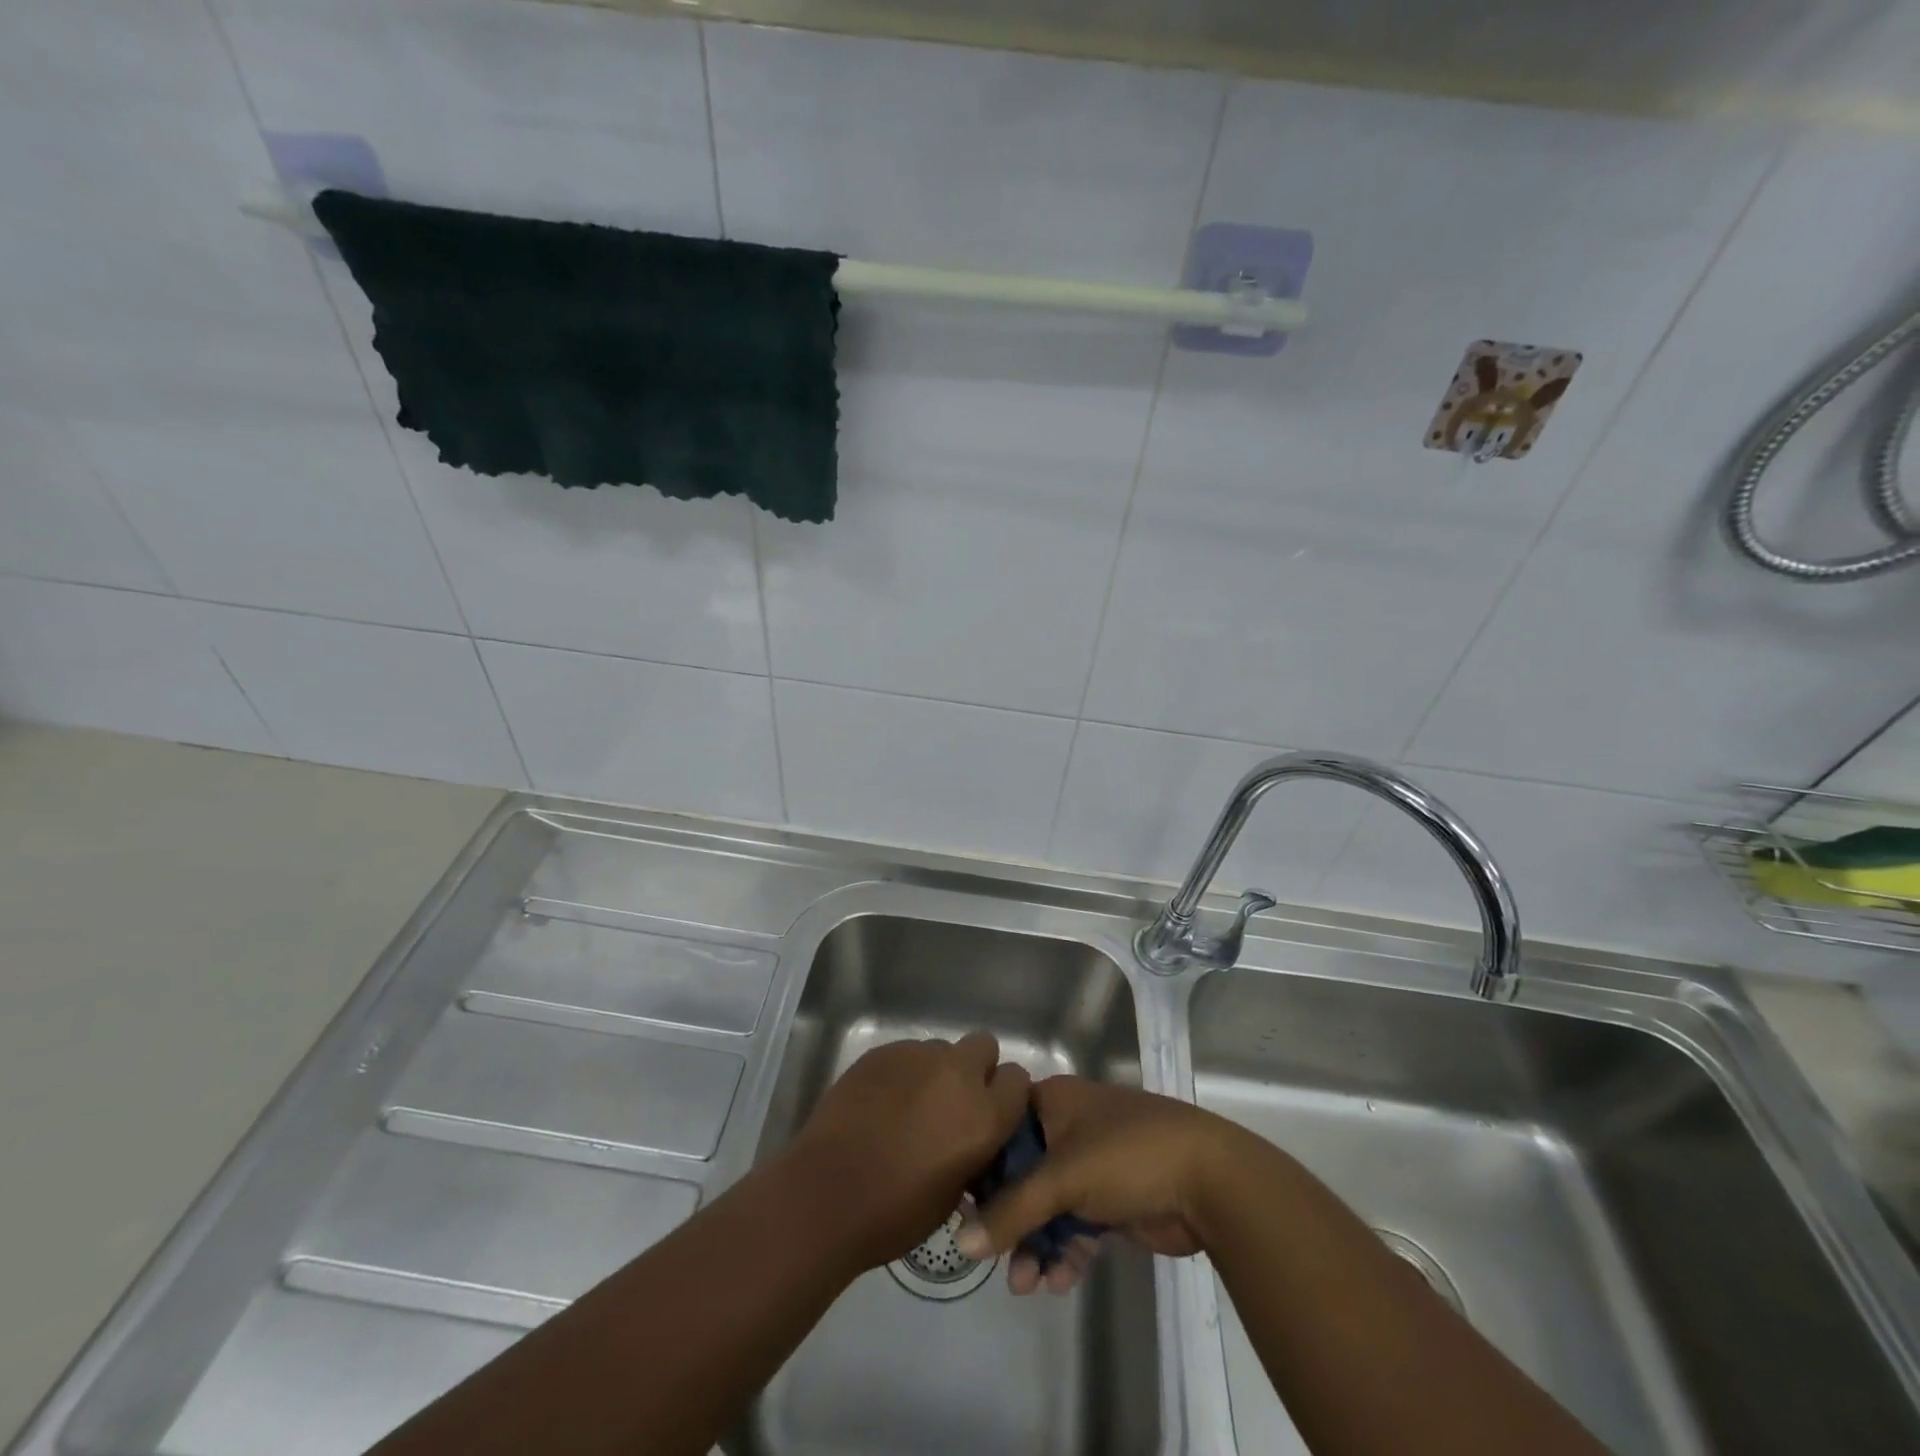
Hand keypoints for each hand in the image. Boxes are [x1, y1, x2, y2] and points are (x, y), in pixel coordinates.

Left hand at [786, 1031, 1030, 1271]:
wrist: (827, 1194)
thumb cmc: (895, 1213)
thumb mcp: (954, 1194)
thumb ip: (974, 1153)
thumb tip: (972, 1139)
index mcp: (984, 1114)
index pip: (1017, 1079)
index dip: (1004, 1095)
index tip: (990, 1113)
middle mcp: (957, 1074)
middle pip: (983, 1046)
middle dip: (975, 1068)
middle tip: (953, 1102)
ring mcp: (917, 1056)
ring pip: (942, 1048)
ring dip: (936, 1071)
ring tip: (910, 1105)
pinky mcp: (882, 1052)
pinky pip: (906, 1053)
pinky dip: (902, 1073)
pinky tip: (881, 1102)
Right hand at [956, 1076, 1245, 1294]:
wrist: (1209, 1180)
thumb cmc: (1126, 1155)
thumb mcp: (1062, 1178)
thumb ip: (1012, 1210)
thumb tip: (961, 1244)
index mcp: (1053, 1101)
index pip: (1002, 1125)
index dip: (980, 1162)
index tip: (959, 1201)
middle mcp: (1068, 1127)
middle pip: (1022, 1172)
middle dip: (1008, 1217)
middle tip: (992, 1256)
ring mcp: (1092, 1165)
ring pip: (1048, 1205)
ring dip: (1035, 1244)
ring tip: (1026, 1285)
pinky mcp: (1113, 1201)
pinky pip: (1075, 1227)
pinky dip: (1064, 1252)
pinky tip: (1057, 1283)